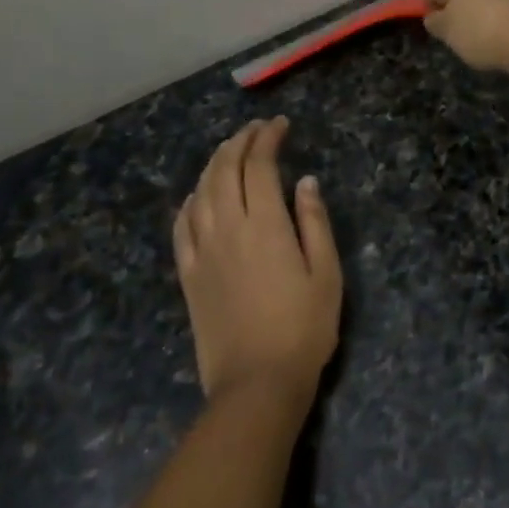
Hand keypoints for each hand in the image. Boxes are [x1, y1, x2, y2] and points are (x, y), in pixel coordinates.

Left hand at [174, 118, 341, 405]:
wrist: (256, 383)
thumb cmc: (303, 328)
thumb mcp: (326, 273)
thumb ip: (315, 222)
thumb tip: (305, 182)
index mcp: (264, 224)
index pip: (259, 166)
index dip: (267, 139)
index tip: (280, 125)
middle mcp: (227, 228)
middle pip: (225, 170)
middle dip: (240, 142)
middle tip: (256, 130)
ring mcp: (202, 251)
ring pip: (201, 192)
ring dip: (214, 164)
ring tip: (229, 150)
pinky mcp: (188, 275)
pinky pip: (182, 226)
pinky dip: (190, 201)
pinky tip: (198, 195)